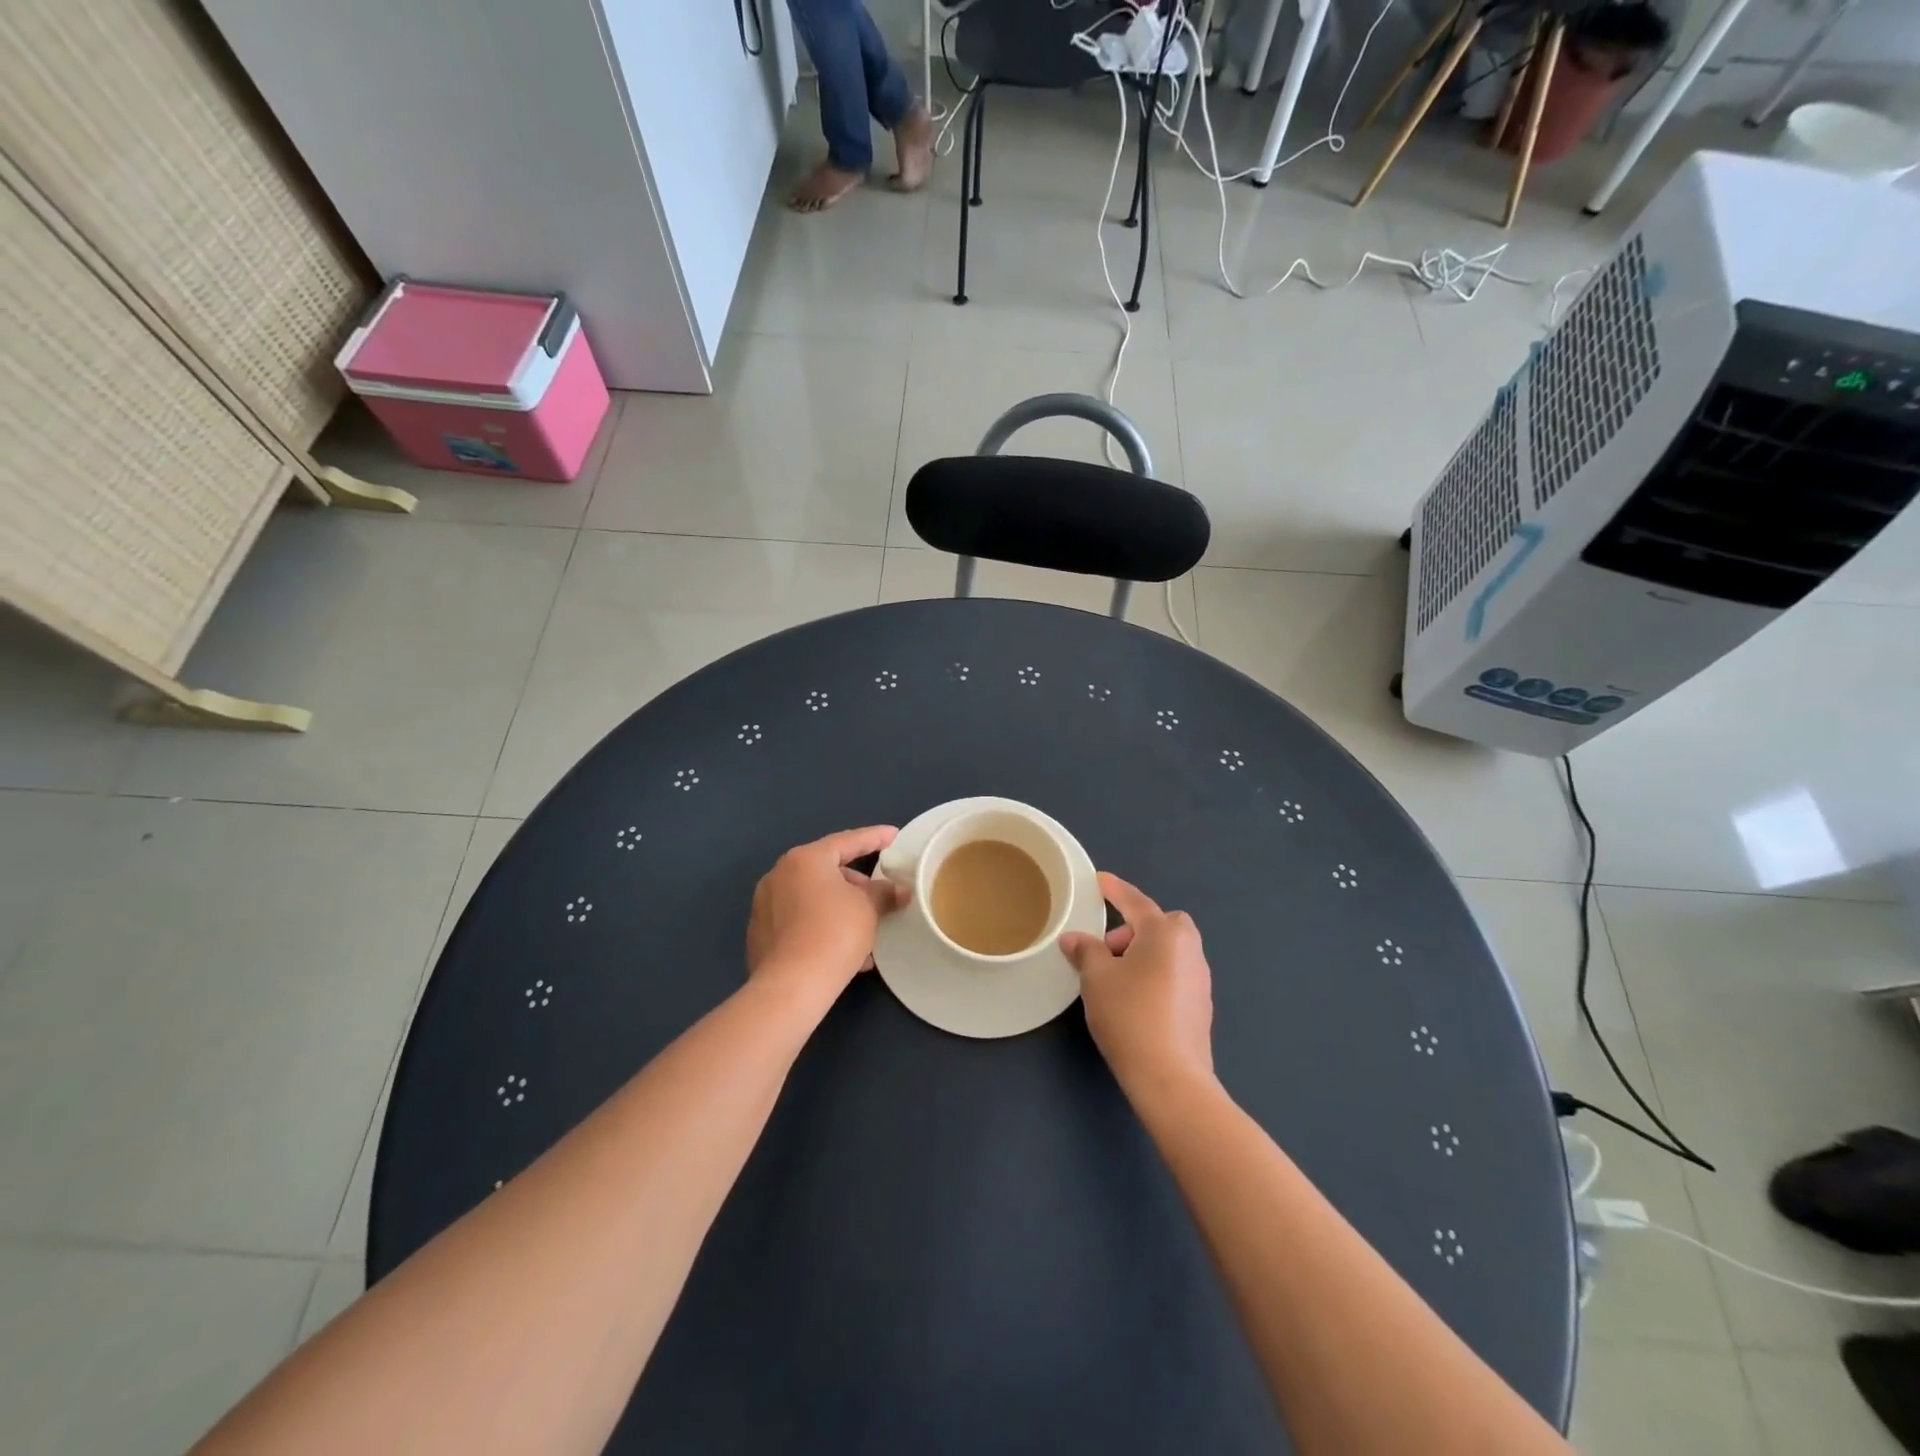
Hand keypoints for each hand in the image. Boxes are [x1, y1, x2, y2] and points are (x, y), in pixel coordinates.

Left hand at [746, 826, 909, 1000]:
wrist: (792, 986)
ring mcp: (765, 904)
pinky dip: (821, 925)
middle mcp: (780, 874)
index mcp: (805, 859)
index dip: (874, 838)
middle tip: (879, 895)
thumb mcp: (868, 908)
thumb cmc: (835, 933)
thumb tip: (899, 890)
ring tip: (864, 929)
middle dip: (856, 883)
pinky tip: (842, 949)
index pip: (847, 841)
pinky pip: (800, 920)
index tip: (893, 835)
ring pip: (813, 898)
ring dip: (840, 908)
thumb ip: (884, 893)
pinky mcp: (761, 933)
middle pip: (827, 870)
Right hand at [1059, 872, 1213, 1093]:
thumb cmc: (1130, 1015)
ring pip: (1169, 951)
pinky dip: (1155, 975)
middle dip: (1135, 929)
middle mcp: (1189, 949)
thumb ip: (1086, 951)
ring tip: (1115, 979)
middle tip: (1107, 950)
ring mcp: (1200, 978)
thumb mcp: (1097, 978)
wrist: (1170, 1076)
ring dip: (1144, 954)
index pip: (1135, 901)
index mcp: (1165, 933)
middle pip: (1161, 924)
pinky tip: (1134, 1001)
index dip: (1114, 890)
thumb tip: (1075, 939)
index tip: (1100, 880)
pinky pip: (1174, 974)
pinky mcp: (1201, 1006)